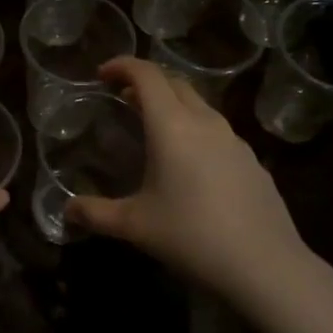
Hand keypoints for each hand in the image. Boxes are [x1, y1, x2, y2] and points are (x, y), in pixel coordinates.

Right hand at [66, 56, 325, 308]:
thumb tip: (66, 211)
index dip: (122, 66)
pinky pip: (218, 132)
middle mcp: (205, 123)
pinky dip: (195, 131)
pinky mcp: (253, 162)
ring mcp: (234, 141)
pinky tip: (190, 165)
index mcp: (172, 126)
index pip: (146, 75)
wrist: (265, 266)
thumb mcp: (134, 226)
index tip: (102, 74)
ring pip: (199, 106)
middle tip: (123, 97)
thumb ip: (95, 214)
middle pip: (175, 83)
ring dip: (173, 105)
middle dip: (146, 82)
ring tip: (154, 128)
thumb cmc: (191, 236)